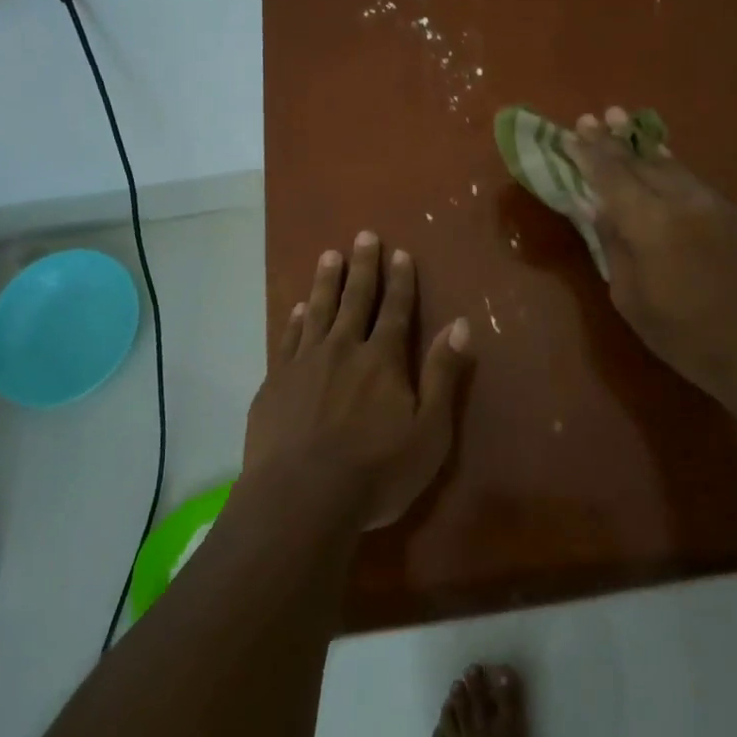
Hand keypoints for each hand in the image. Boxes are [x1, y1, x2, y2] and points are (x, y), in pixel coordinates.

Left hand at [243, 231, 472, 529]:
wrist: (299, 500)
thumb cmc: (374, 472)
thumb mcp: (428, 432)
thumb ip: (443, 375)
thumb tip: (460, 325)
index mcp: (382, 359)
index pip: (396, 310)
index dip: (400, 280)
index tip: (399, 252)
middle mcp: (344, 349)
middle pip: (356, 299)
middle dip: (363, 266)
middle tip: (364, 235)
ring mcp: (305, 363)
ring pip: (318, 310)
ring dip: (326, 281)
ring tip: (329, 255)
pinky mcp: (275, 383)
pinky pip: (288, 340)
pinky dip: (294, 320)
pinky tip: (297, 309)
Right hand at [565, 107, 736, 410]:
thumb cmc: (683, 334)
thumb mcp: (630, 298)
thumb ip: (613, 244)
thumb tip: (597, 207)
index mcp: (650, 223)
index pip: (611, 176)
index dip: (588, 154)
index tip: (571, 133)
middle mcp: (680, 200)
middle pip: (637, 162)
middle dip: (610, 141)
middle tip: (590, 119)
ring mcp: (709, 202)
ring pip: (666, 164)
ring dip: (639, 144)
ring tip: (618, 119)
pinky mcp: (728, 211)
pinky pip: (688, 177)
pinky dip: (666, 162)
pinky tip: (657, 155)